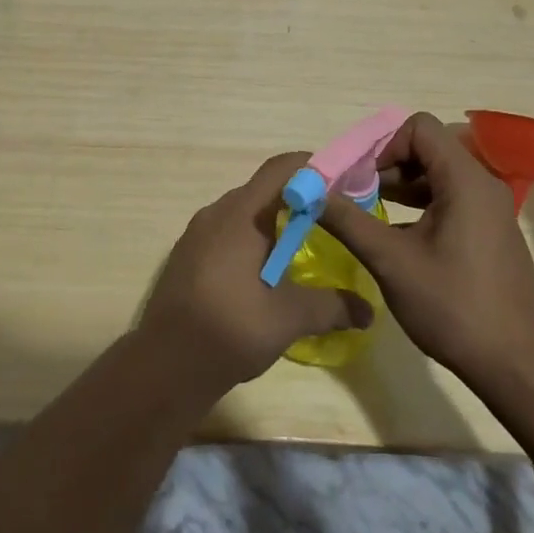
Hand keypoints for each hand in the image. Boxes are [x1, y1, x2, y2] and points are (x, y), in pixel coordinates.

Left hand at [140, 153, 374, 390]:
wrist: (165, 364)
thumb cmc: (230, 328)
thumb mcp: (289, 318)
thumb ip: (331, 307)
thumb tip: (368, 312)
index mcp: (242, 214)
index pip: (281, 169)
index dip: (314, 168)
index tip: (343, 184)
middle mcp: (217, 213)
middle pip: (264, 189)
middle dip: (300, 199)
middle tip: (333, 220)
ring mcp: (198, 233)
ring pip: (245, 212)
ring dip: (275, 222)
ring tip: (305, 247)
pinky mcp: (189, 255)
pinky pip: (228, 232)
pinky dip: (253, 239)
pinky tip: (267, 272)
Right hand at [318, 113, 533, 389]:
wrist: (517, 366)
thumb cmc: (453, 307)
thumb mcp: (391, 262)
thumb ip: (348, 221)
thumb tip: (310, 192)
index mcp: (465, 180)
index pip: (419, 128)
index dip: (382, 144)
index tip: (357, 176)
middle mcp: (482, 184)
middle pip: (427, 147)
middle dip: (386, 164)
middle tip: (354, 194)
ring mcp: (490, 209)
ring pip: (437, 174)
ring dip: (400, 185)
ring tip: (367, 212)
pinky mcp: (489, 231)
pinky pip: (449, 198)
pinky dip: (419, 205)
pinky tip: (395, 236)